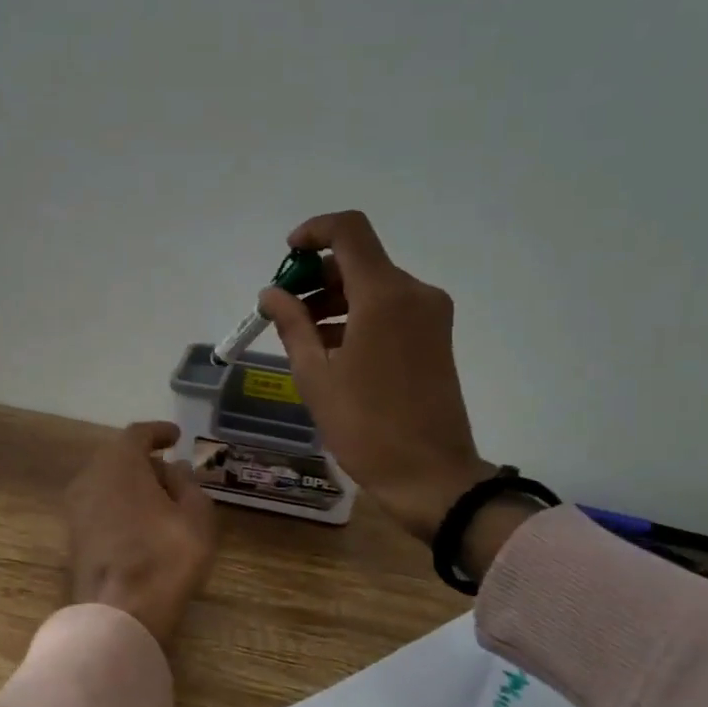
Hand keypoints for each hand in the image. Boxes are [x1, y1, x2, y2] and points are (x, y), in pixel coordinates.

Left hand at [65, 422, 218, 650]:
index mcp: (119, 462)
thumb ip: (187, 484)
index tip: (176, 436)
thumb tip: (174, 469)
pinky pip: (100, 506)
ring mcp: (75, 508)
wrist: (118, 614)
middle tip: (173, 473)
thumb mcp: (196, 516)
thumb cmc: (164, 557)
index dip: (159, 432)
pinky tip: (141, 522)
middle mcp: (90, 477)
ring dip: (132, 485)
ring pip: (107, 483)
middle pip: (118, 457)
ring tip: (160, 500)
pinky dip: (120, 505)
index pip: (138, 434)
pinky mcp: (73, 536)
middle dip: (145, 461)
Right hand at [261, 212, 526, 566]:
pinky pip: (389, 309)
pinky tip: (330, 350)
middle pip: (359, 260)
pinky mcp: (435, 337)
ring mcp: (429, 315)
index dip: (313, 231)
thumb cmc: (365, 425)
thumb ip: (292, 324)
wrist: (430, 475)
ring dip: (334, 300)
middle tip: (283, 311)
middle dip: (316, 277)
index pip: (349, 231)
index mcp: (384, 296)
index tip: (287, 257)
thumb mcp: (315, 375)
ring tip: (301, 338)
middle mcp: (414, 293)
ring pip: (373, 286)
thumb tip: (272, 292)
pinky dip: (357, 317)